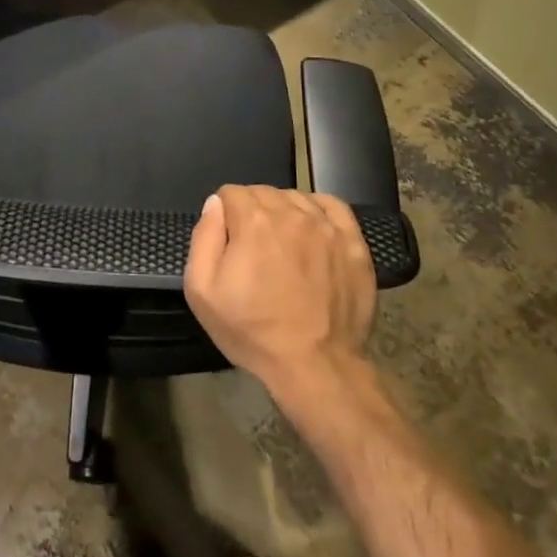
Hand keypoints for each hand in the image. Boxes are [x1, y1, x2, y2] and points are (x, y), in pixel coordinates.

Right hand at [184, 185, 376, 397]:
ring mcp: (326, 227)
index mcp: (252, 221)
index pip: (231, 193)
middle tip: (251, 247)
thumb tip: (215, 205)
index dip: (224, 214)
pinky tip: (311, 228)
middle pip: (263, 192)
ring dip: (282, 211)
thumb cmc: (253, 330)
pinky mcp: (353, 243)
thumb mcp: (202, 291)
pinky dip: (317, 209)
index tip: (227, 241)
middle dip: (251, 210)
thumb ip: (204, 237)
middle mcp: (290, 213)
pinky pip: (333, 206)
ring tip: (282, 244)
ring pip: (295, 197)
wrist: (315, 365)